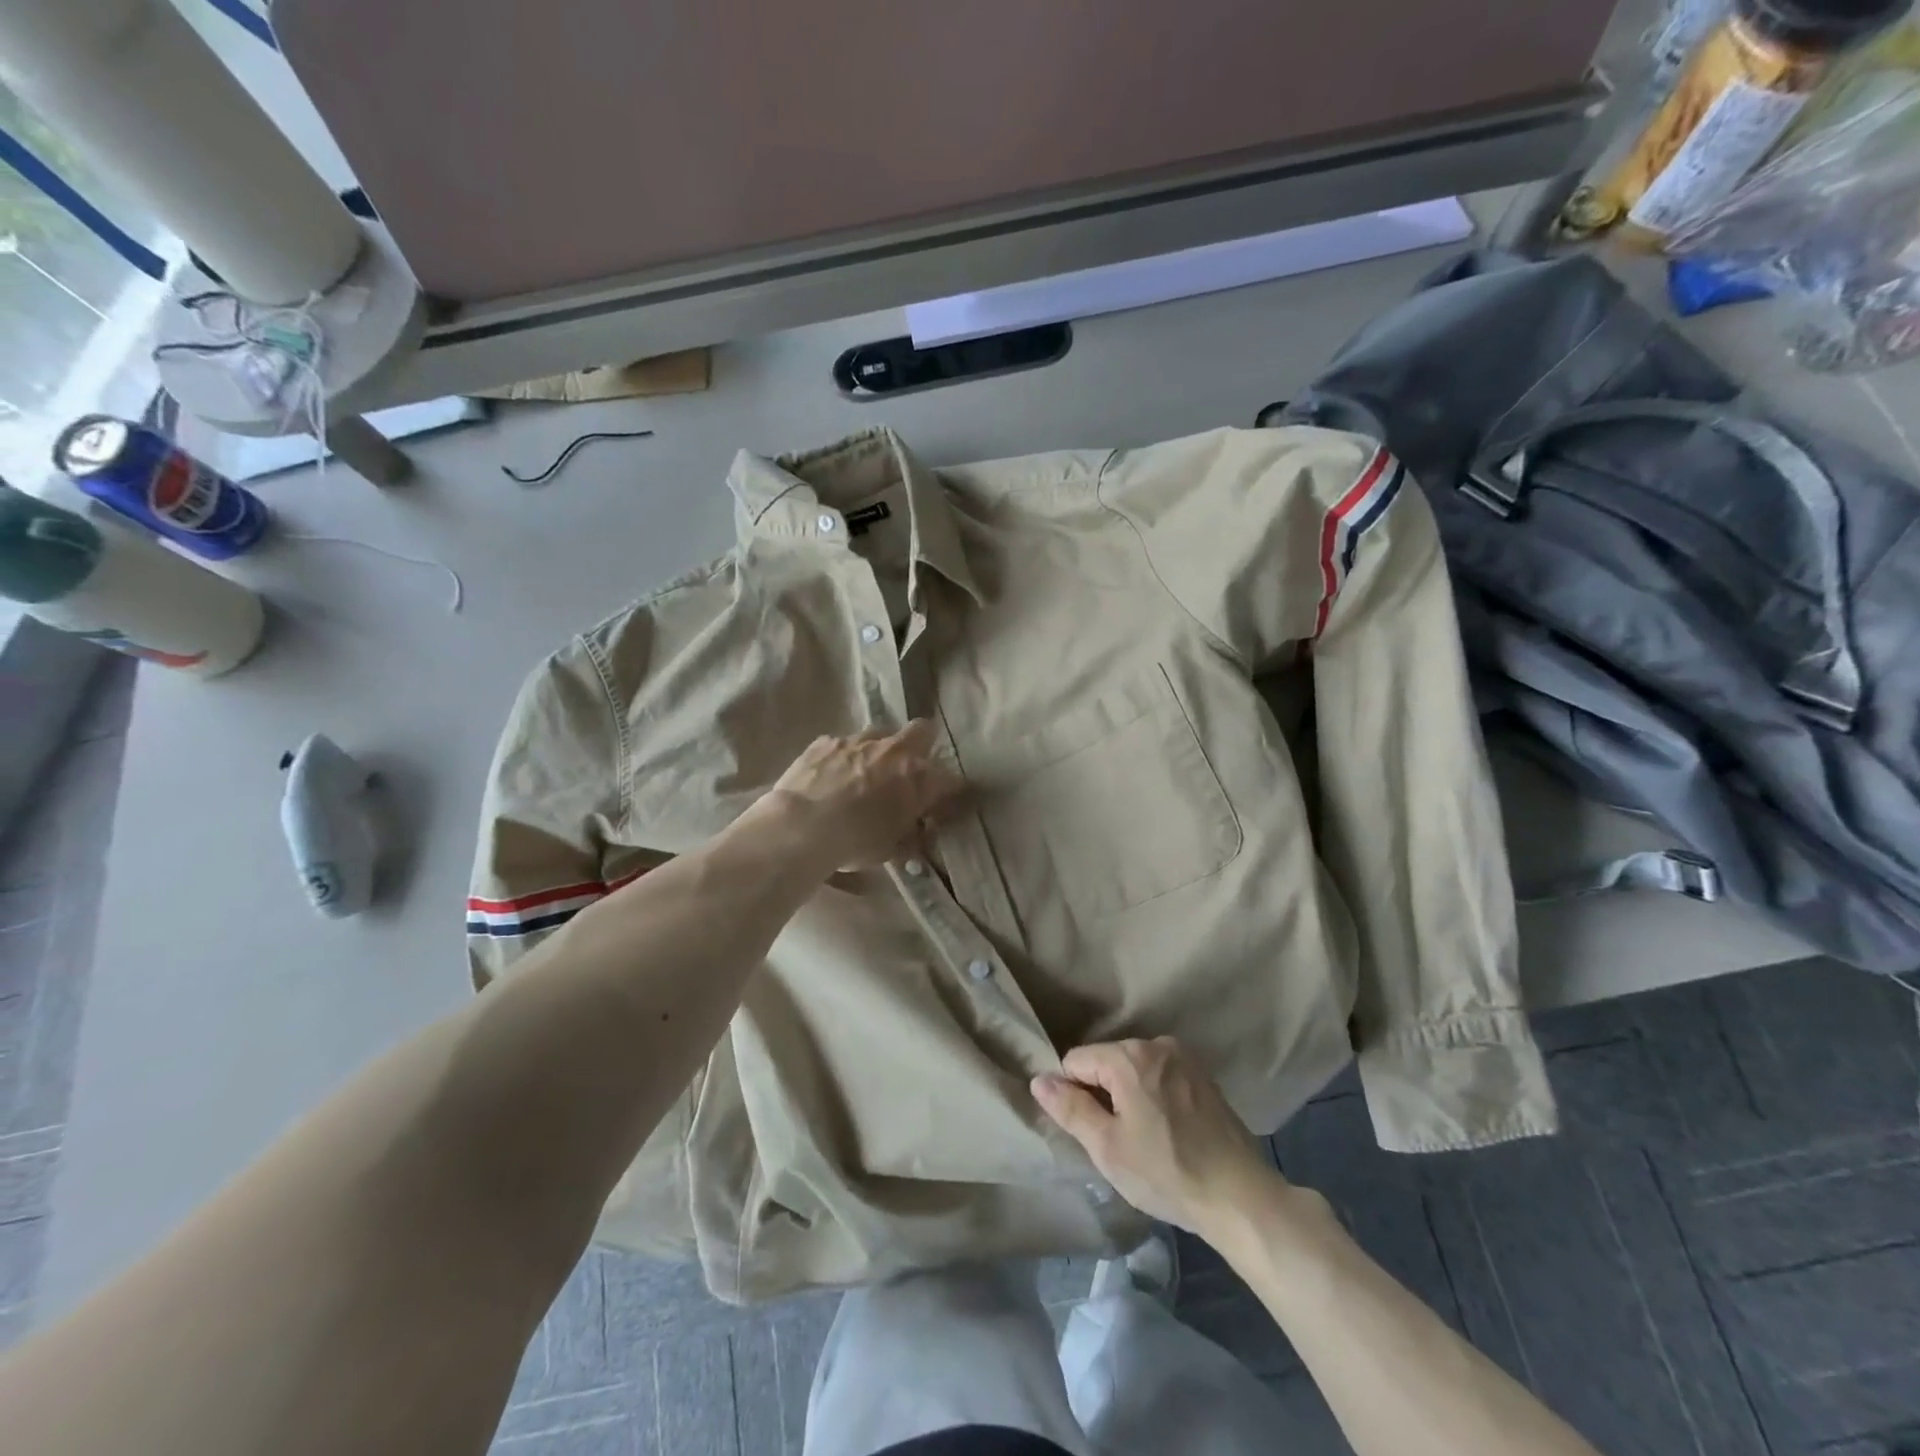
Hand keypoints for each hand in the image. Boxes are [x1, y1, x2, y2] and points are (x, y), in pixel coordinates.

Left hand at [754, 720, 964, 871]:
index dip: (952, 791)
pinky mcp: (827, 741)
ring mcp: (859, 741)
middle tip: (910, 769)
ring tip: (867, 771)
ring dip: (880, 749)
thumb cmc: (854, 843)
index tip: (945, 802)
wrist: (800, 827)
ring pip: (881, 732)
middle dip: (922, 746)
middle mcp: (894, 751)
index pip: (952, 780)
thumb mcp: (890, 848)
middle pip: (923, 731)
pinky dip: (844, 756)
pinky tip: (831, 774)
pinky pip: (843, 743)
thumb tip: (915, 832)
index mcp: (918, 778)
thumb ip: (908, 833)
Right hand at [1033, 1037, 1282, 1237]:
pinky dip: (1154, 1097)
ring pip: (1134, 1070)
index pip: (1076, 1061)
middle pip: (1106, 1062)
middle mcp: (1156, 1043)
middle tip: (1119, 1141)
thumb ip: (1070, 1108)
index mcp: (1129, 1056)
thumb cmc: (1166, 1172)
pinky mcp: (1203, 1075)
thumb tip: (1039, 1079)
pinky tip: (1168, 1132)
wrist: (1240, 1197)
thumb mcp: (1107, 1147)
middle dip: (1103, 1095)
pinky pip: (1160, 1076)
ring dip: (1129, 1096)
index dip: (1074, 1096)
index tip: (1093, 1132)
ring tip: (1145, 1140)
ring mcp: (1184, 1057)